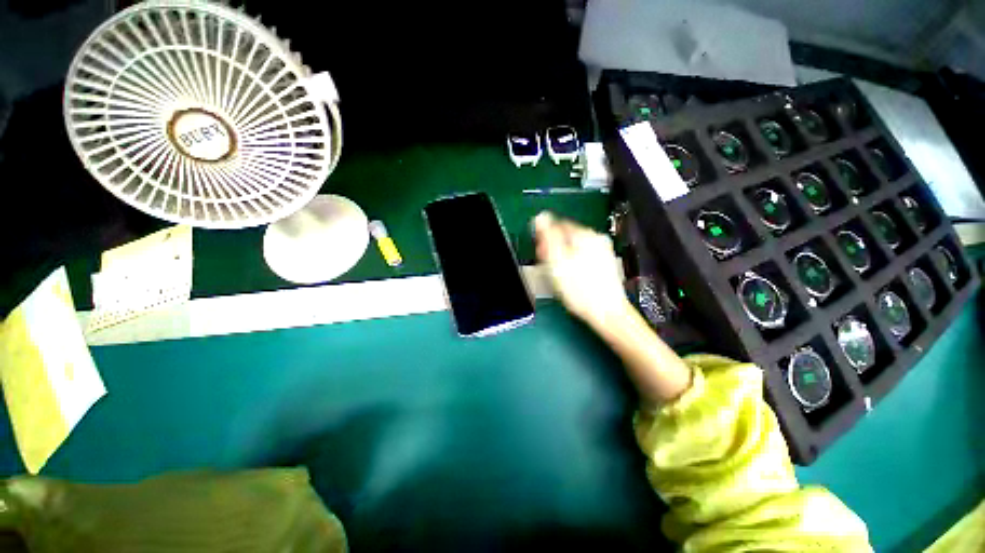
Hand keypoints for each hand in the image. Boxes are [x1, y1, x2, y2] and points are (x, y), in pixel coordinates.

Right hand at [533, 212, 629, 326]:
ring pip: (574, 247)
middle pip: (566, 236)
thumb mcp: (557, 261)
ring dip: (563, 256)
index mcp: (583, 234)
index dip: (544, 238)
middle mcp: (595, 238)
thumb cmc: (579, 289)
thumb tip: (540, 217)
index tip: (540, 253)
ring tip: (560, 274)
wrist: (606, 312)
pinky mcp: (605, 263)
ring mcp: (602, 250)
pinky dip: (574, 264)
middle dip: (554, 248)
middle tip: (550, 266)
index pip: (556, 224)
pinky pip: (583, 257)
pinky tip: (573, 277)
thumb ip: (548, 237)